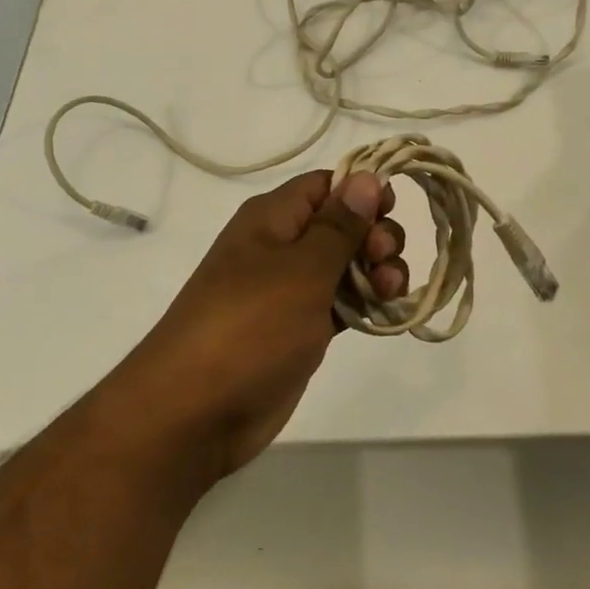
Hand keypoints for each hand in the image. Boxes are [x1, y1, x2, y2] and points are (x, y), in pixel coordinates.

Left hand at [106, 171, 406, 480]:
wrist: (196, 410)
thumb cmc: (251, 326)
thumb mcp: (302, 270)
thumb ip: (339, 225)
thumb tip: (366, 177)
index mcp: (272, 218)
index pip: (325, 184)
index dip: (362, 190)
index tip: (393, 209)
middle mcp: (280, 246)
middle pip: (340, 224)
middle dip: (374, 235)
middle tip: (384, 261)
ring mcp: (288, 290)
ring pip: (344, 265)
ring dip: (376, 271)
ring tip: (390, 292)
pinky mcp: (297, 329)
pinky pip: (339, 303)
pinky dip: (364, 303)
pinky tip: (386, 312)